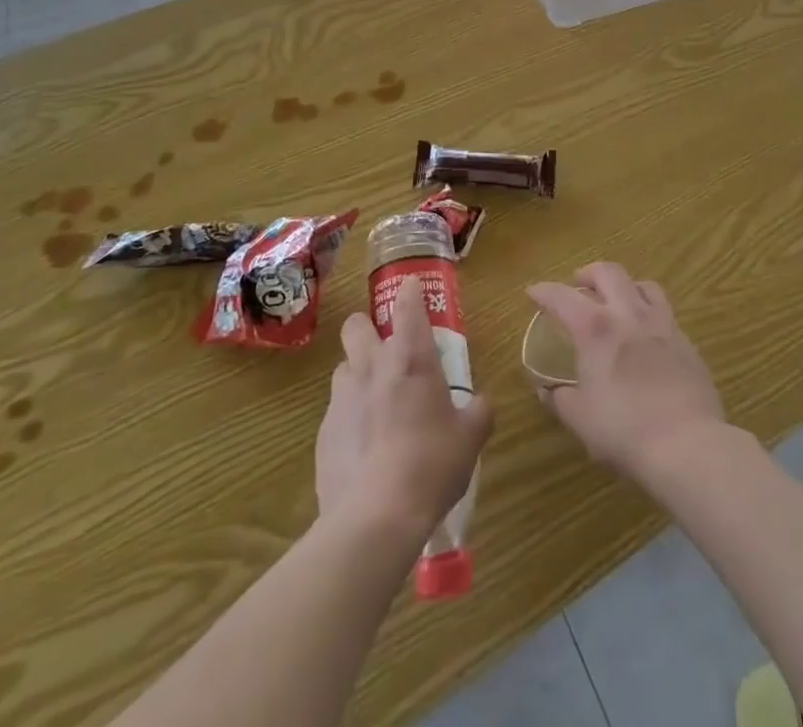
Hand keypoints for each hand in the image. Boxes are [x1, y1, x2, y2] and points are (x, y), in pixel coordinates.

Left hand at [315, 277, 492, 544]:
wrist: (375, 517)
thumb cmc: (431, 465)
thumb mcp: (470, 439)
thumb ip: (478, 412)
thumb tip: (480, 403)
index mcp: (411, 359)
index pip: (407, 306)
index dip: (409, 292)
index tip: (411, 285)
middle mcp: (372, 368)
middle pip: (356, 326)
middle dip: (367, 329)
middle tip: (386, 349)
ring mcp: (342, 399)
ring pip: (343, 368)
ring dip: (358, 375)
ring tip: (376, 402)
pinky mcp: (322, 433)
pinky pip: (335, 412)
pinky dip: (349, 419)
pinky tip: (364, 448)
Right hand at [526, 262, 726, 484]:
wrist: (688, 444)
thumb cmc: (624, 430)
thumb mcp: (580, 419)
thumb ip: (560, 398)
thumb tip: (547, 389)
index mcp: (596, 328)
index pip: (562, 296)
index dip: (544, 291)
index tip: (533, 291)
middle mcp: (629, 314)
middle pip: (609, 272)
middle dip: (589, 273)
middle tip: (578, 285)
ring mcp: (662, 324)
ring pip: (643, 285)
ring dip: (625, 286)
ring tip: (617, 301)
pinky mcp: (686, 342)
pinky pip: (665, 312)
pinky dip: (648, 313)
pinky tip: (645, 336)